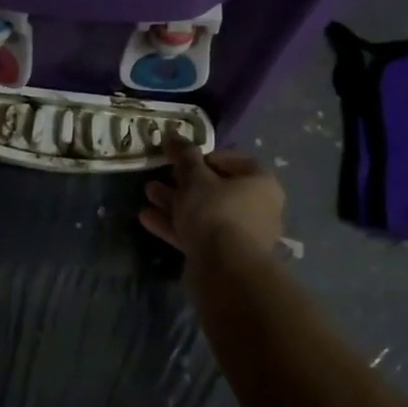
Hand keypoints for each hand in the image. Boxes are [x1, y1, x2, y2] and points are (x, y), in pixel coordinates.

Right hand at [140, 140, 283, 261]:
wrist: (225, 271)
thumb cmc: (216, 212)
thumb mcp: (195, 178)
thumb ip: (183, 156)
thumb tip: (172, 135)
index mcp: (260, 183)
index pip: (234, 159)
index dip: (204, 155)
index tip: (181, 158)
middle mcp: (257, 207)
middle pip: (216, 187)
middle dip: (183, 181)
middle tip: (160, 174)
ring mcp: (241, 235)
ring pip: (204, 212)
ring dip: (175, 202)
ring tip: (148, 192)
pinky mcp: (224, 257)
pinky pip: (199, 234)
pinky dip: (176, 225)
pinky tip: (147, 218)